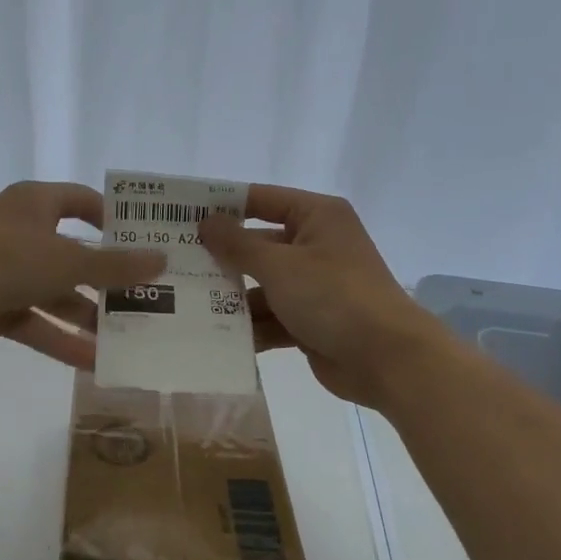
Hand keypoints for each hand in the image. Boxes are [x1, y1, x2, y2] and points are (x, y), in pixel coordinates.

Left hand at [0, 181, 163, 370]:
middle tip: (153, 300)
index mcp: (37, 206)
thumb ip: (113, 266)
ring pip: (59, 296)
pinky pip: (38, 325)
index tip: (148, 240)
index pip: (83, 202)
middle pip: (76, 257)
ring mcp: (8, 275)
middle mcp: (25, 236)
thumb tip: (161, 259)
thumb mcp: (63, 260)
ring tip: (133, 338)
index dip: (115, 218)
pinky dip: (63, 342)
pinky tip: (96, 363)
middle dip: (110, 280)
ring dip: (90, 317)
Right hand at [200, 185, 446, 408]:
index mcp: (316, 217)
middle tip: (174, 265)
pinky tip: (213, 336)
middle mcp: (315, 245)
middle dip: (222, 259)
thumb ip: (238, 244)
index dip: (222, 206)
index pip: (261, 200)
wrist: (386, 359)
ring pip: (261, 285)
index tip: (180, 216)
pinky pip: (272, 316)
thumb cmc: (333, 296)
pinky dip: (250, 326)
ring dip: (231, 297)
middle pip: (258, 245)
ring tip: (185, 304)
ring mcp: (313, 285)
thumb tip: (205, 222)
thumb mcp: (279, 265)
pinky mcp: (310, 320)